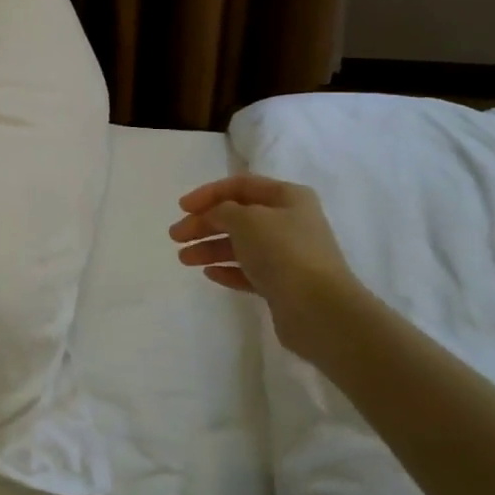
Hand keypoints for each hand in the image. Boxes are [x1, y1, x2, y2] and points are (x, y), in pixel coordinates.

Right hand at [168, 174, 356, 316]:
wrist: (319, 309)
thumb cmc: (283, 252)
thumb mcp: (247, 220)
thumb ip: (222, 211)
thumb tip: (214, 215)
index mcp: (287, 197)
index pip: (241, 186)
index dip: (209, 193)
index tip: (182, 208)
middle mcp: (290, 222)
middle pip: (238, 216)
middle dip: (204, 223)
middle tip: (176, 236)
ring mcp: (287, 255)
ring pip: (240, 245)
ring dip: (210, 248)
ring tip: (184, 259)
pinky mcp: (282, 285)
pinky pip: (248, 271)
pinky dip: (227, 270)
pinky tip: (208, 273)